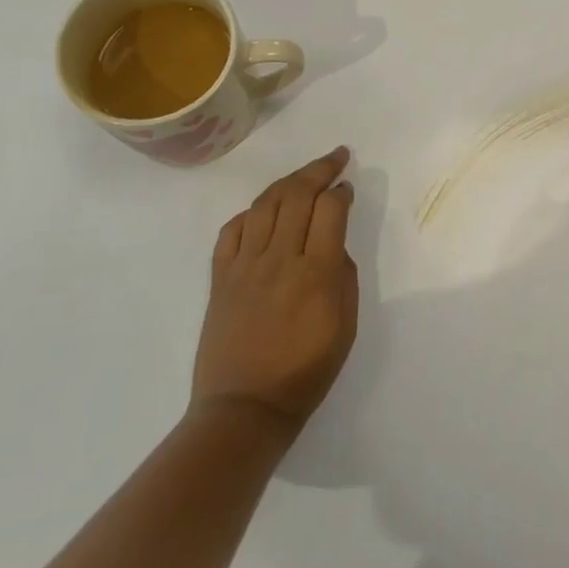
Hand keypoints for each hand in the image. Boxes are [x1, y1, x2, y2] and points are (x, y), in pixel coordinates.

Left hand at [192, 148, 358, 440]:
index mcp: (316, 273)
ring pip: (265, 204)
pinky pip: (232, 230)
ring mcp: (245, 265)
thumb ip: (343, 276)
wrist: (245, 409)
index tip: (348, 186)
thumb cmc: (306, 373)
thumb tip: (331, 244)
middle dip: (319, 169)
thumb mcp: (345, 326)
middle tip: (335, 158)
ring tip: (303, 176)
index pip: (330, 210)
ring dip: (288, 182)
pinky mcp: (220, 277)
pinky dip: (250, 212)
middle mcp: (279, 259)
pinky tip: (263, 211)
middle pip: (297, 195)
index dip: (341, 191)